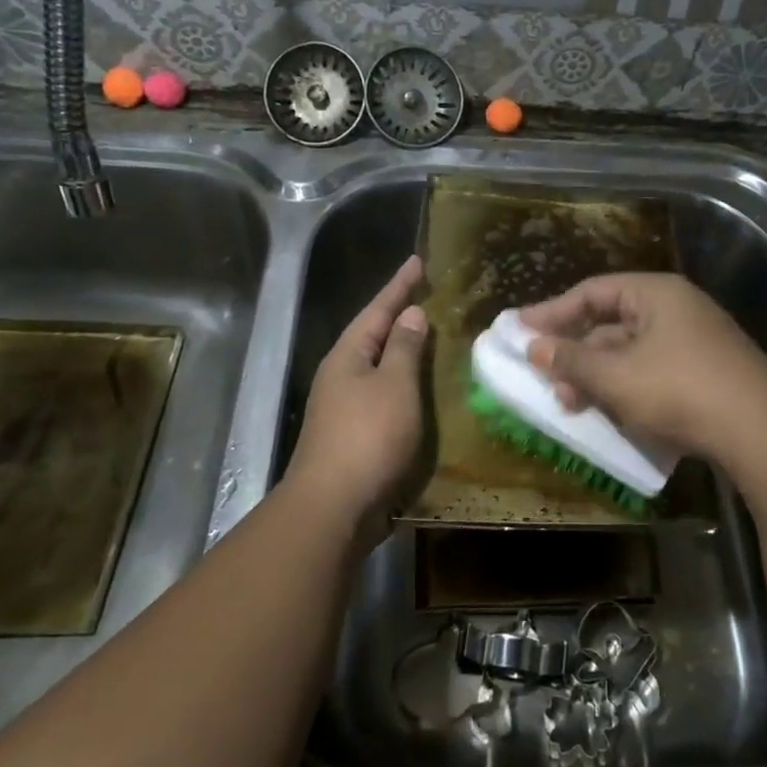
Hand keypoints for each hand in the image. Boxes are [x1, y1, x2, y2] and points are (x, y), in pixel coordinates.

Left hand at [284, 256, 428, 538]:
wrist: (334, 506)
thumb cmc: (368, 436)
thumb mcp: (394, 385)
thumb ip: (405, 348)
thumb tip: (411, 314)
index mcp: (348, 355)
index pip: (378, 309)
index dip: (399, 285)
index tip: (418, 260)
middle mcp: (341, 375)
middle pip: (374, 335)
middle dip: (399, 315)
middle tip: (428, 295)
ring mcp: (345, 406)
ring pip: (379, 366)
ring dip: (404, 351)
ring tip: (432, 336)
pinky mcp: (355, 434)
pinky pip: (385, 395)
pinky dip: (405, 384)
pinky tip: (422, 389)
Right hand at [520, 272, 766, 464]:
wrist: (759, 432)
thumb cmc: (678, 389)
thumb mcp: (615, 376)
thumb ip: (571, 359)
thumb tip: (534, 347)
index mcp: (657, 294)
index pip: (593, 291)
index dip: (553, 310)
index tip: (520, 329)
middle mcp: (677, 309)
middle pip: (612, 322)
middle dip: (575, 351)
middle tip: (546, 376)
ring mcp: (696, 342)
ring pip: (631, 352)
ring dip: (597, 376)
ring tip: (571, 405)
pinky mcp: (706, 374)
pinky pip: (652, 371)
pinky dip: (625, 388)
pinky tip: (610, 413)